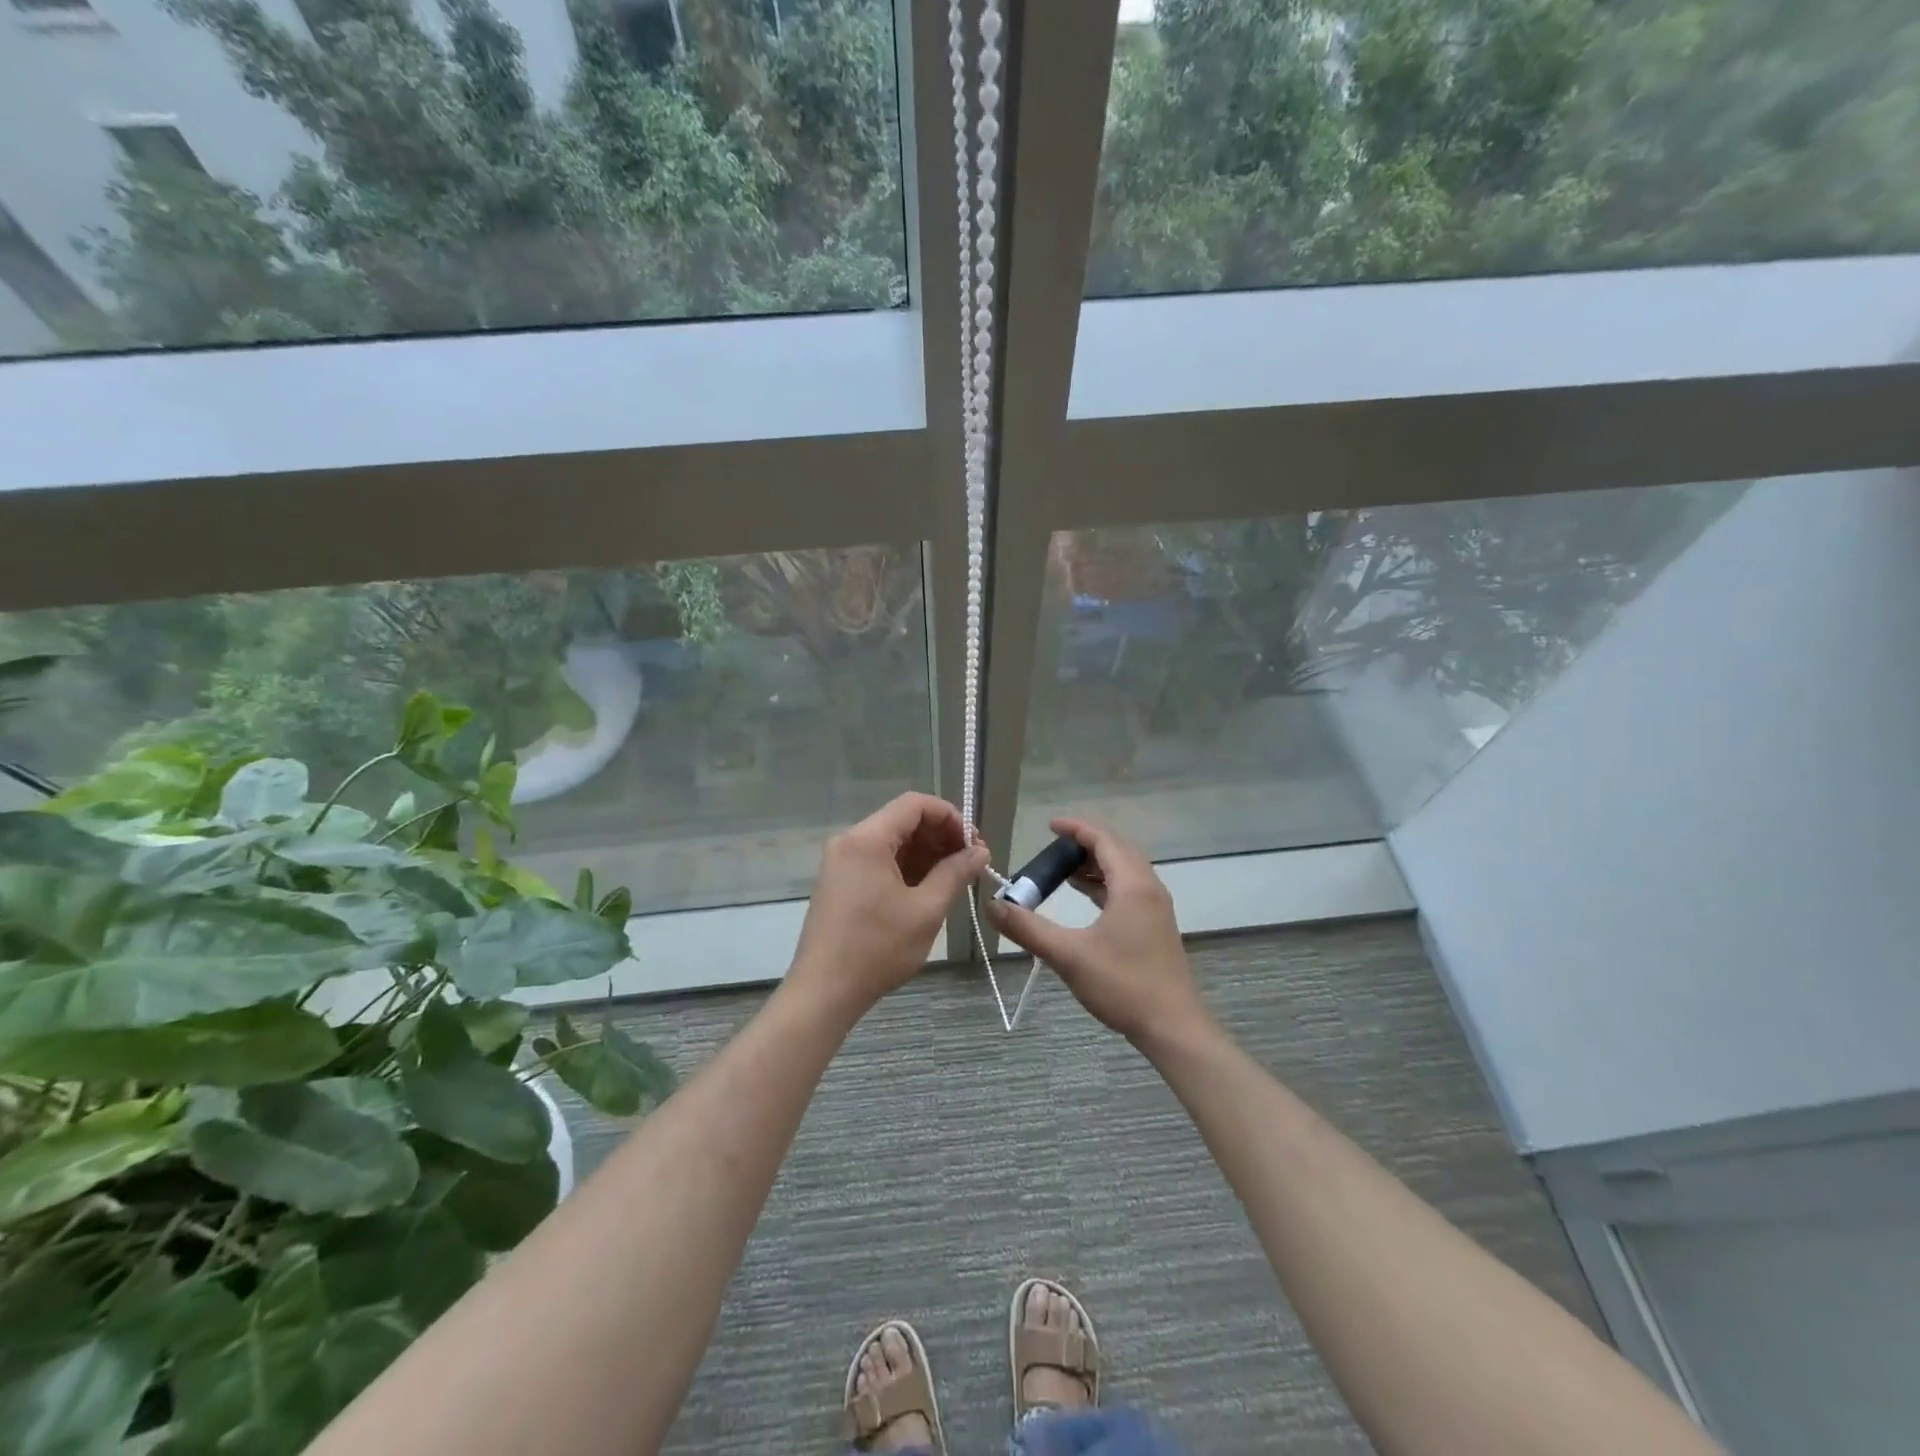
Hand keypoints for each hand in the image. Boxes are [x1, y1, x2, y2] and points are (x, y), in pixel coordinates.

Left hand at [789, 792, 988, 1019]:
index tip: (973, 844)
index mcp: (867, 839)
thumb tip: (980, 852)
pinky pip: (879, 861)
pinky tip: (929, 889)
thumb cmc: (877, 948)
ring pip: (892, 842)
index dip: (950, 817)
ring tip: (955, 879)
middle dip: (941, 836)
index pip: (915, 804)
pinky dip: (906, 868)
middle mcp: (850, 841)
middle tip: (971, 863)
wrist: (824, 992)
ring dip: (926, 853)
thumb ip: (955, 873)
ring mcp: (841, 862)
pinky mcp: (840, 882)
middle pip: (903, 820)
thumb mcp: (926, 910)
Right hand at [984, 818, 1211, 1047]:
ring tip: (1063, 870)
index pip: (1104, 839)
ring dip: (1096, 864)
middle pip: (1117, 849)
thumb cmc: (1123, 985)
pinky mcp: (1156, 925)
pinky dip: (1106, 883)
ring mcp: (1156, 908)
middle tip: (1053, 848)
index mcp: (1133, 886)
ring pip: (1126, 870)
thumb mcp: (1069, 955)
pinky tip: (1086, 897)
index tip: (1049, 825)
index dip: (1076, 828)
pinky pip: (1130, 888)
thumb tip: (992, 906)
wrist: (1173, 1027)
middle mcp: (1149, 888)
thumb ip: (1028, 928)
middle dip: (1085, 843)